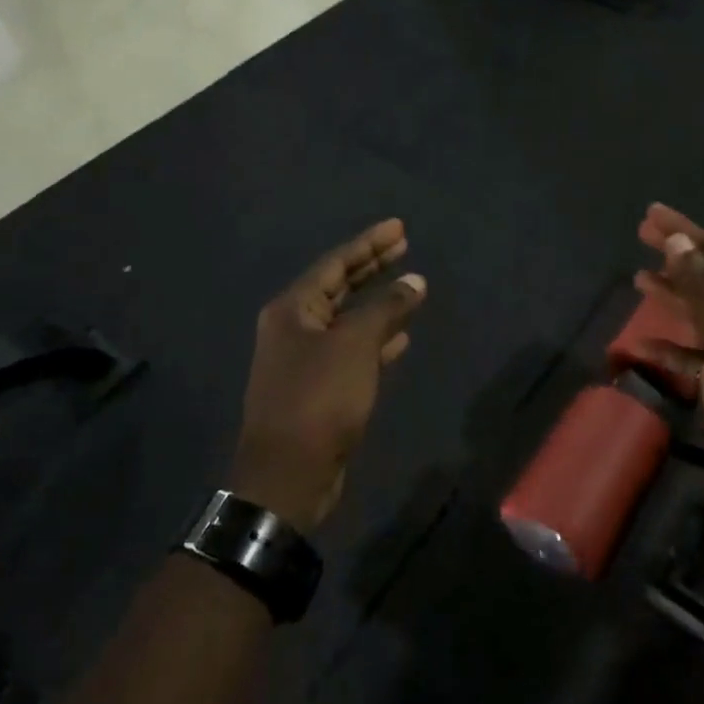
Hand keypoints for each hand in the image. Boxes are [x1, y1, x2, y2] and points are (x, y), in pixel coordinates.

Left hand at [232, 220, 426, 532]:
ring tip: (410, 286)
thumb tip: (415, 281)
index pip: (335, 264)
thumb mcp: (355, 346)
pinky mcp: (319, 387)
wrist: (289, 474)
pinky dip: (376, 339)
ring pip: (347, 319)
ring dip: (377, 303)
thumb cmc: (319, 399)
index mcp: (292, 309)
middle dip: (372, 267)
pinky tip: (401, 336)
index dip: (368, 244)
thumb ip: (386, 308)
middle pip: (339, 287)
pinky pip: (351, 350)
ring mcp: (305, 359)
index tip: (399, 228)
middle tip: (404, 246)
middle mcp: (293, 328)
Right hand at [634, 205, 703, 523]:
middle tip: (642, 235)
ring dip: (672, 294)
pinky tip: (644, 345)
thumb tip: (678, 240)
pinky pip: (691, 354)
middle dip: (677, 254)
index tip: (650, 213)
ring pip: (699, 313)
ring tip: (639, 280)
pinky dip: (669, 346)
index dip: (684, 230)